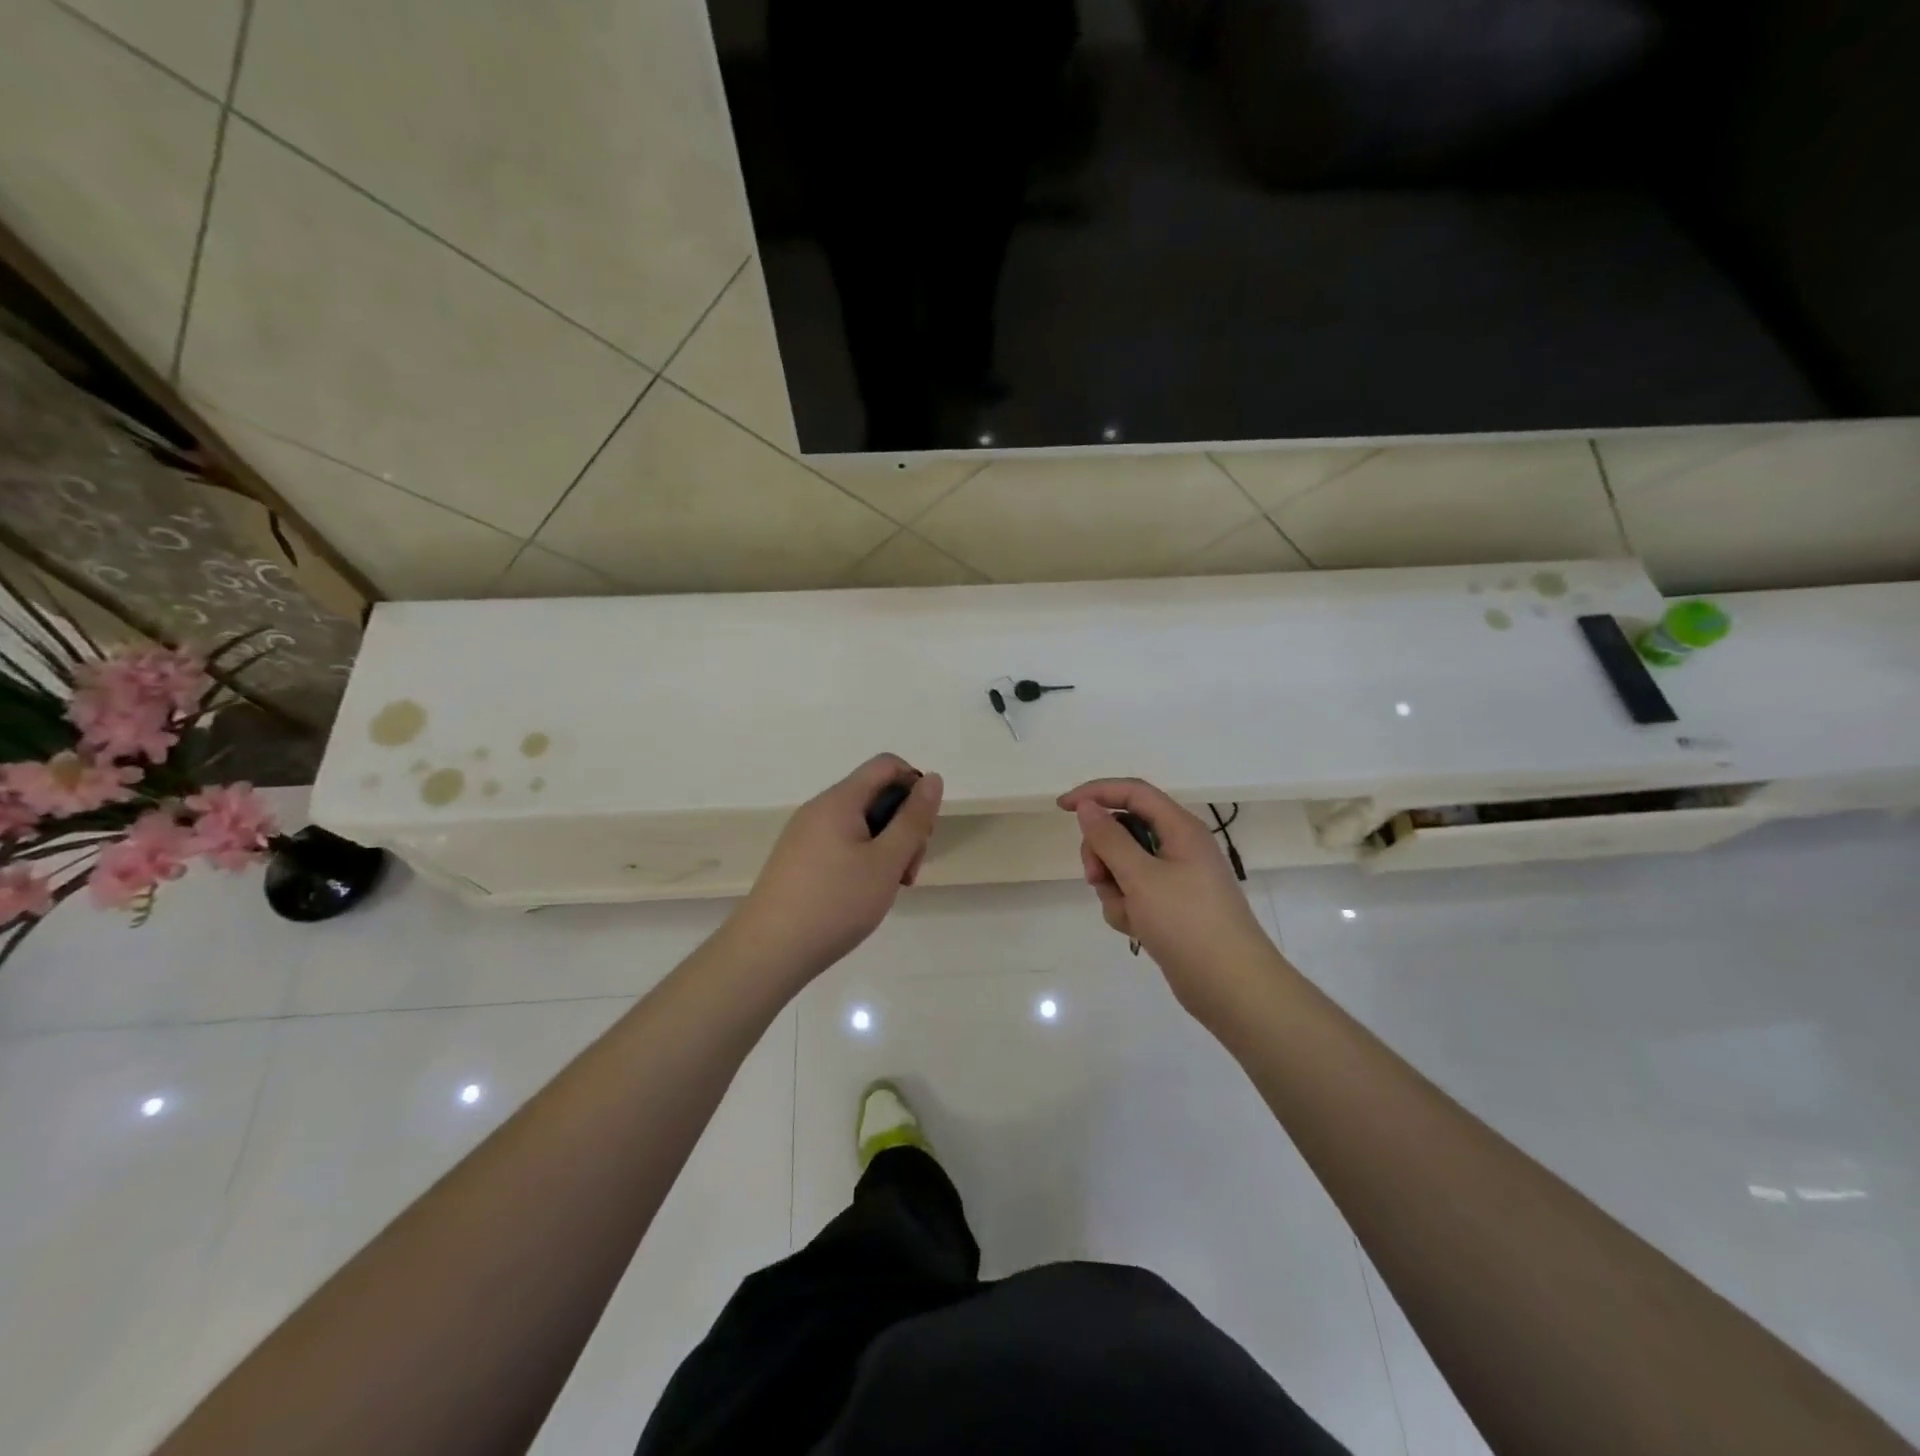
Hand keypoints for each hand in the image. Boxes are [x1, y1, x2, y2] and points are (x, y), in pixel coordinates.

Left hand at [732, 754, 942, 982]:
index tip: (922, 830)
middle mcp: (819, 809)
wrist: (768, 952)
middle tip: (907, 872)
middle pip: (875, 796)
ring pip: (860, 824)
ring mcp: (804, 835)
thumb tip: (933, 779)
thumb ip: (913, 819)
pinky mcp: (798, 860)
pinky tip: (861, 896)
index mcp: (839, 800)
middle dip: (903, 826)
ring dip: (885, 848)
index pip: (887, 765)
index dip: (915, 786)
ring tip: (886, 890)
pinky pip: (841, 844)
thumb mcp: (886, 862)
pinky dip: (862, 861)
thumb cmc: (834, 903)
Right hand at [1058, 778, 1280, 1019]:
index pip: (1132, 793)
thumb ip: (1109, 838)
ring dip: (1113, 887)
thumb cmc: (1187, 923)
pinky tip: (1137, 930)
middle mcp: (1179, 846)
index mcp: (1180, 828)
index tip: (1063, 808)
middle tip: (1095, 878)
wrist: (1232, 987)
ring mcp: (1176, 878)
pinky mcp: (1171, 907)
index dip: (1096, 793)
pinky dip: (1127, 909)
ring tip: (1127, 914)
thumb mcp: (1140, 877)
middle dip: (1102, 853)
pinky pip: (1134, 894)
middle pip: (1123, 831)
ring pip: (1124, 866)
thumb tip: (1088, 807)